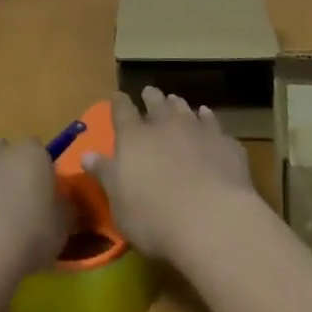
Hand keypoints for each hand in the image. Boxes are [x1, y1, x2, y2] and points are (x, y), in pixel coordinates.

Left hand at [0, 139, 67, 281]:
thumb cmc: (28, 236)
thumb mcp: (62, 228)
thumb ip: (65, 209)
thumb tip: (64, 203)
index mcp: (31, 154)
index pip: (39, 151)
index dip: (40, 171)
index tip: (41, 196)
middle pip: (5, 152)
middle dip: (7, 170)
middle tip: (13, 204)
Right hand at [82, 88, 261, 263]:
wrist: (212, 219)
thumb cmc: (153, 216)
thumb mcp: (119, 202)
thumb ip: (105, 174)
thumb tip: (86, 154)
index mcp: (134, 137)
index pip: (122, 111)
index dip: (119, 102)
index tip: (118, 96)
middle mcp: (166, 125)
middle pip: (157, 103)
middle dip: (151, 97)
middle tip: (149, 92)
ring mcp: (198, 131)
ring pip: (186, 109)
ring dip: (179, 105)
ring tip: (176, 101)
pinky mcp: (225, 143)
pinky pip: (214, 125)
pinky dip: (208, 120)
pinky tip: (208, 119)